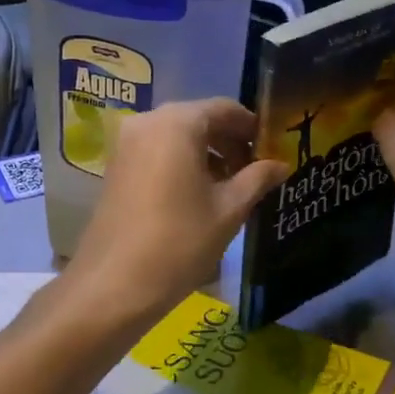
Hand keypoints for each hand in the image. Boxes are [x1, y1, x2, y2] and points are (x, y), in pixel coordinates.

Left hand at [64, 99, 286, 328]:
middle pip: (199, 119)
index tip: (273, 149)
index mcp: (178, 123)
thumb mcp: (229, 210)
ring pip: (178, 136)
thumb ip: (257, 179)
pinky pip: (158, 151)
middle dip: (230, 141)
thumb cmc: (179, 241)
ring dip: (207, 154)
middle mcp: (148, 121)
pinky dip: (182, 162)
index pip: (225, 109)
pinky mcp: (116, 166)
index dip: (252, 127)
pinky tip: (200, 194)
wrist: (113, 285)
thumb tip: (281, 164)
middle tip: (256, 171)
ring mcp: (127, 144)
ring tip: (232, 187)